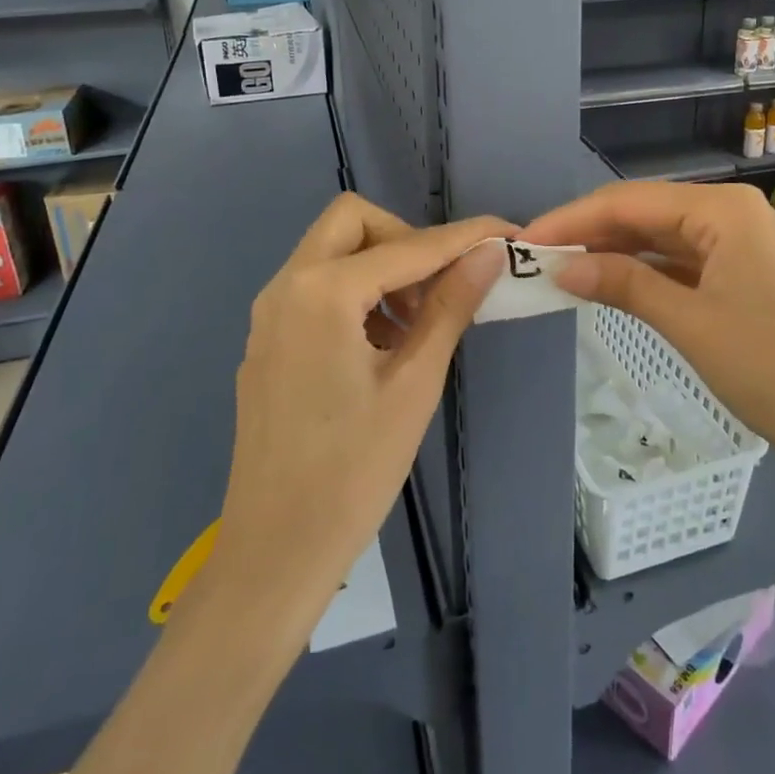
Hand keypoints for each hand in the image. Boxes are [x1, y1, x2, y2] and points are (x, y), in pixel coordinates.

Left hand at [205, 194, 511, 625]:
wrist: (275, 551)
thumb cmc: (353, 471)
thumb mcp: (414, 384)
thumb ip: (450, 307)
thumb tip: (489, 254)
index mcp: (322, 293)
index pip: (408, 247)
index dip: (464, 237)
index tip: (507, 234)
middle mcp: (286, 287)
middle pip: (353, 222)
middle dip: (406, 239)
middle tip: (441, 285)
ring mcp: (269, 313)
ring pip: (331, 251)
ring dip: (380, 266)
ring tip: (417, 322)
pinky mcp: (267, 339)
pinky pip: (316, 287)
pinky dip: (355, 291)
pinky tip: (383, 343)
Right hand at [523, 181, 774, 485]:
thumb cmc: (772, 370)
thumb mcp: (689, 324)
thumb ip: (622, 284)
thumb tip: (559, 266)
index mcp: (722, 209)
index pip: (628, 201)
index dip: (571, 220)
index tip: (522, 242)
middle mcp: (730, 213)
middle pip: (643, 213)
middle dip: (588, 233)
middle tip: (534, 258)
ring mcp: (738, 243)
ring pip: (659, 237)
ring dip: (612, 252)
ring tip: (559, 269)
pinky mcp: (740, 273)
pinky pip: (679, 261)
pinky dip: (642, 271)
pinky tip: (608, 282)